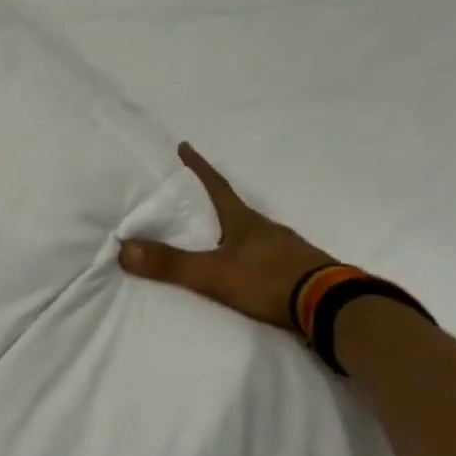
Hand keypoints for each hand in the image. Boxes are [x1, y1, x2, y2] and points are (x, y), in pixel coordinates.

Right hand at [118, 142, 333, 331]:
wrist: (333, 308)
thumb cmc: (270, 280)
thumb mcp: (214, 273)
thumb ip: (170, 264)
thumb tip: (121, 249)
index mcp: (244, 221)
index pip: (215, 186)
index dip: (198, 168)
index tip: (184, 147)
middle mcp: (265, 229)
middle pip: (232, 209)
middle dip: (210, 203)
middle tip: (189, 199)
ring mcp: (285, 250)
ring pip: (249, 235)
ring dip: (229, 233)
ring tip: (210, 239)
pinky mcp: (297, 273)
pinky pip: (264, 258)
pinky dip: (247, 258)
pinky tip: (242, 270)